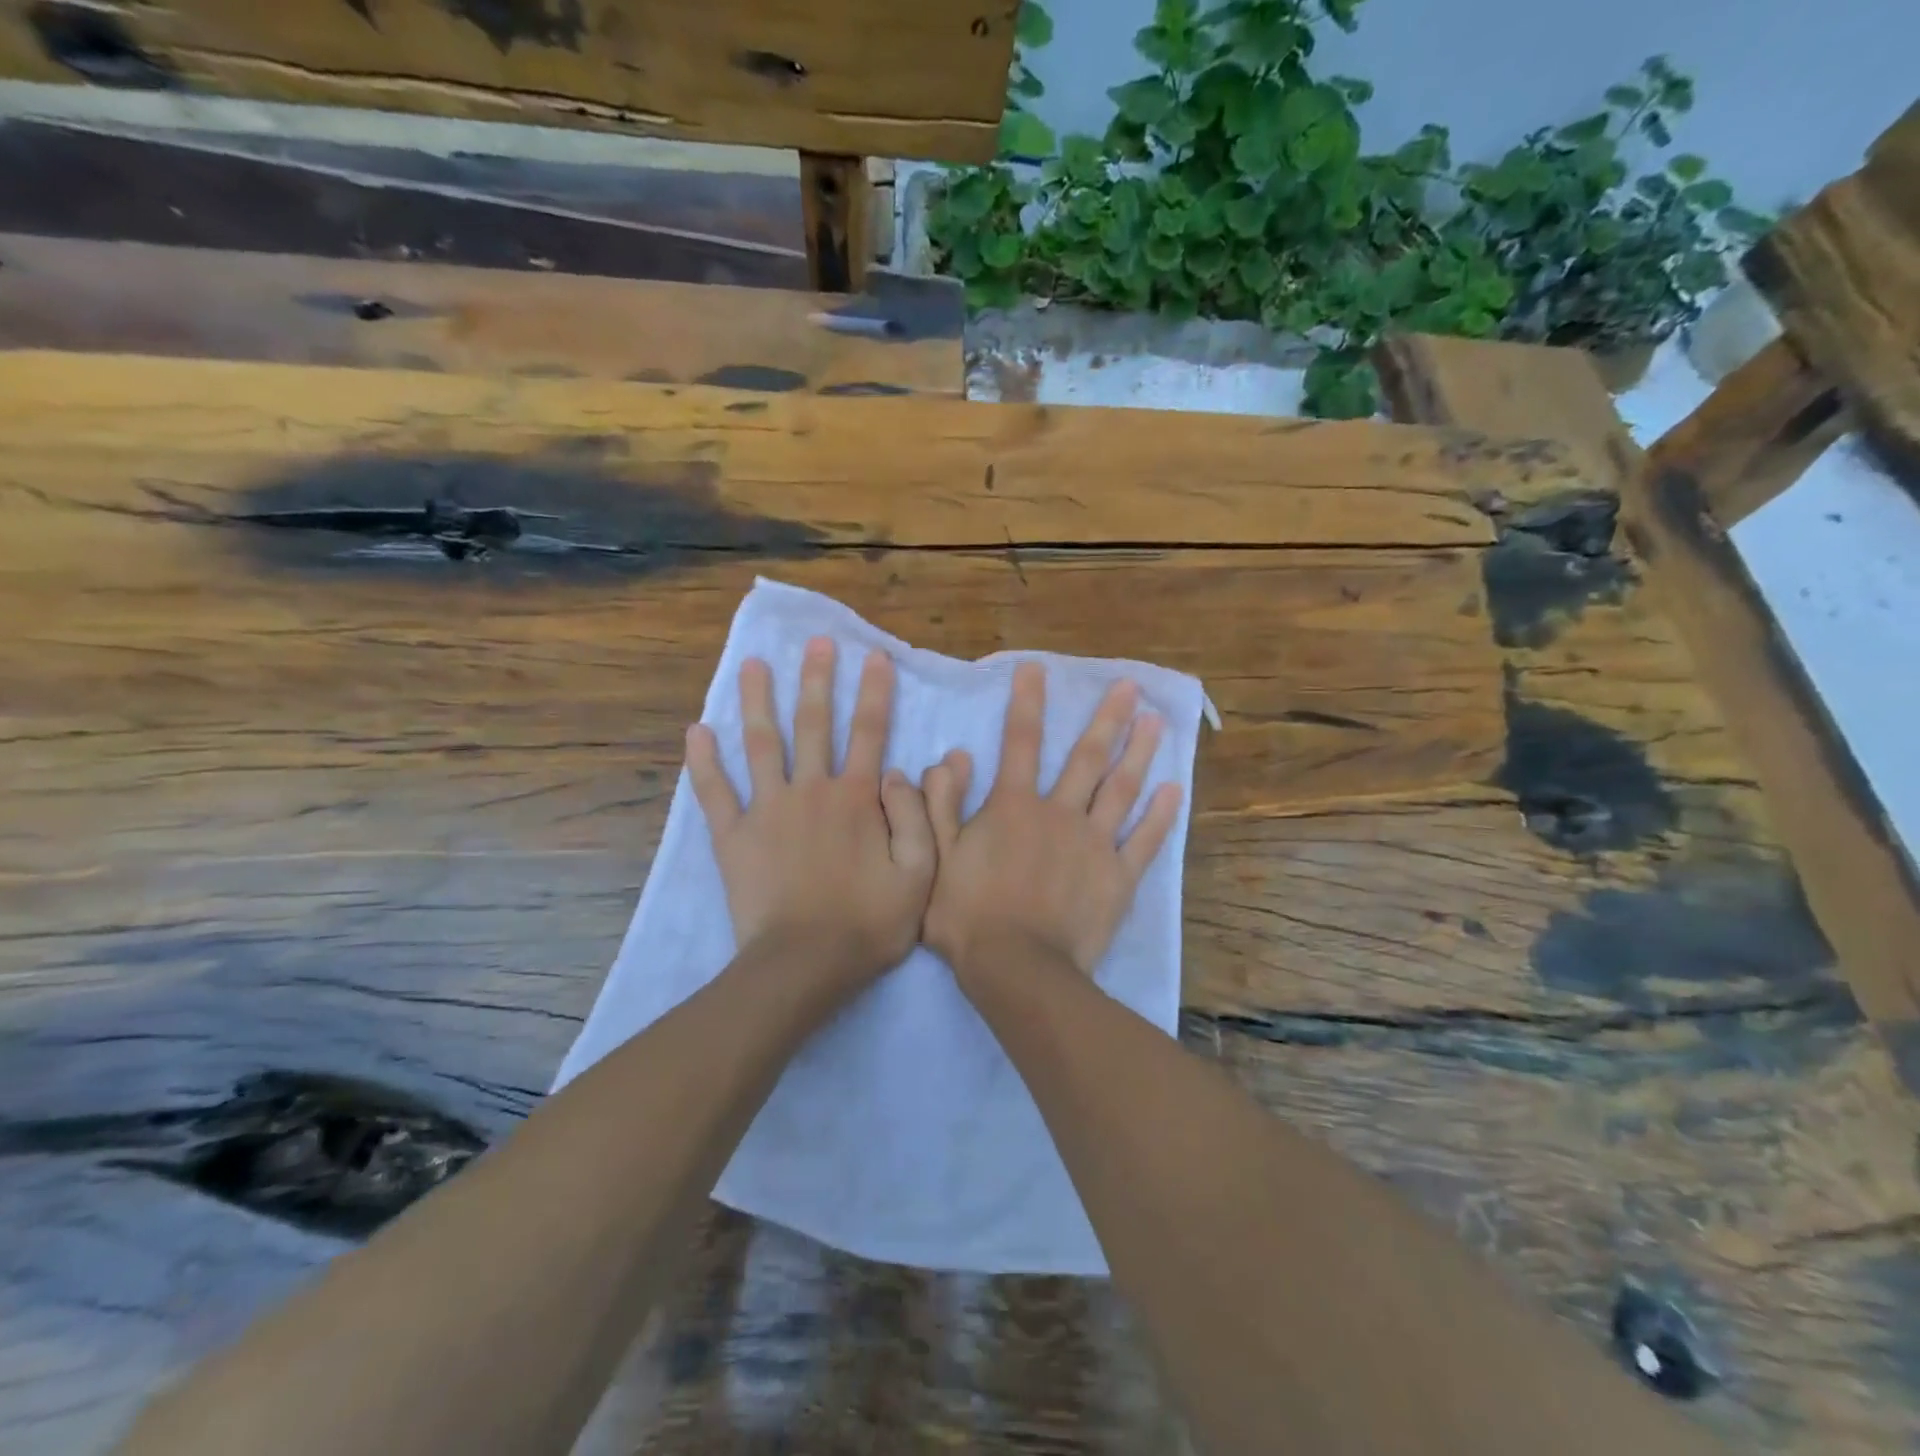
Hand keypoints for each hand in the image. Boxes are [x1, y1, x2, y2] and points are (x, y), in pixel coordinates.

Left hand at [686, 637, 934, 990]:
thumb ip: (917, 817)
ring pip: (761, 744)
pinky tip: (697, 731)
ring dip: (758, 702)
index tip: (874, 655)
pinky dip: (704, 762)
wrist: (804, 965)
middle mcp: (811, 790)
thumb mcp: (919, 874)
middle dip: (817, 679)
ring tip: (753, 665)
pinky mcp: (734, 836)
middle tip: (815, 641)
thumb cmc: (868, 923)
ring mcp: (767, 810)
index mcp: (856, 798)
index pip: (869, 732)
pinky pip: (715, 792)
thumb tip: (902, 770)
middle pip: (813, 724)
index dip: (874, 692)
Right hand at [922, 662, 1181, 984]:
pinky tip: (1174, 790)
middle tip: (1130, 686)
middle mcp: (1060, 813)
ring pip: (1121, 789)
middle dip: (1107, 718)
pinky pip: (1145, 841)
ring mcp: (1095, 844)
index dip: (1027, 702)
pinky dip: (1161, 816)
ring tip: (1157, 722)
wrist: (1016, 968)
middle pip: (1087, 757)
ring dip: (1140, 753)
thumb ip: (940, 803)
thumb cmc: (968, 914)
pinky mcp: (1118, 877)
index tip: (1037, 668)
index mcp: (1014, 806)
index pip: (1020, 742)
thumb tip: (953, 756)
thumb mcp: (936, 856)